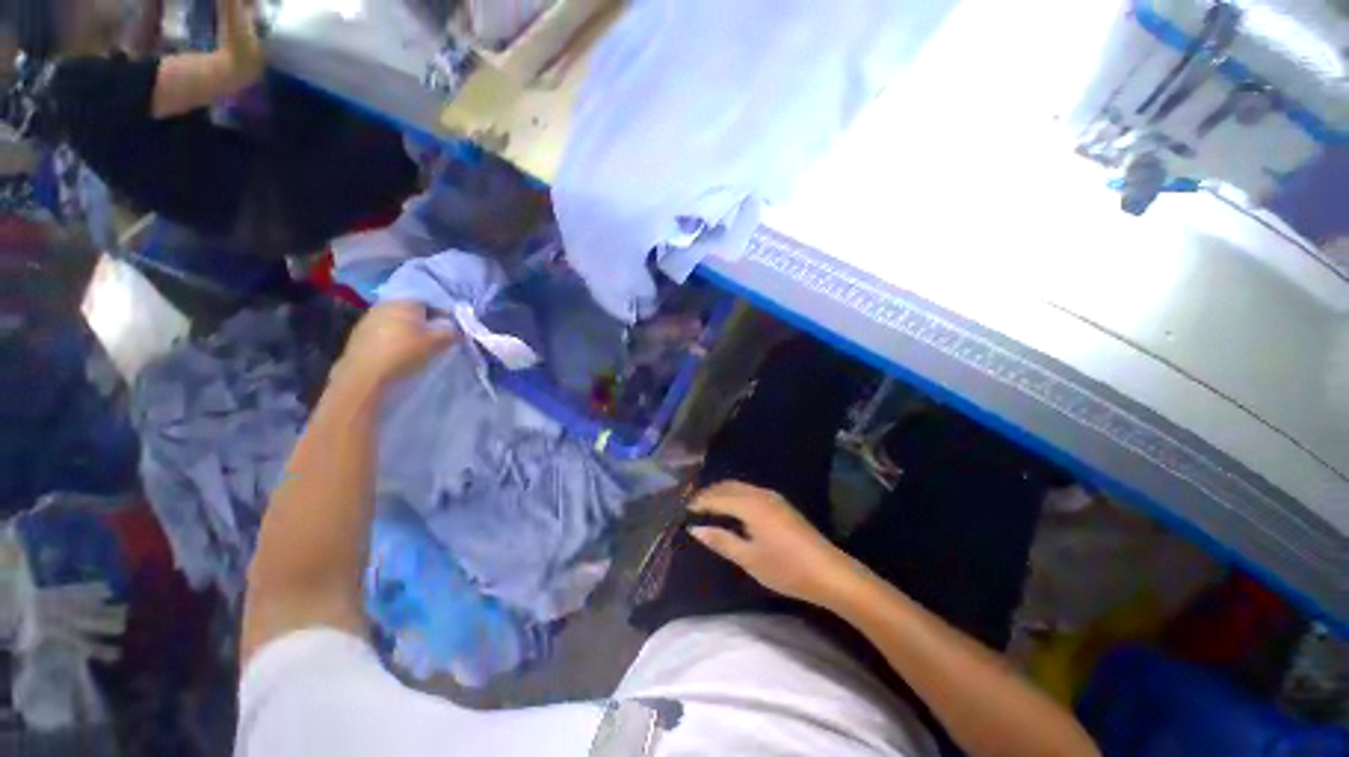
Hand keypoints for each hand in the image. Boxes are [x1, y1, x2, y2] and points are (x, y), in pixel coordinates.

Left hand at [334, 303, 456, 389]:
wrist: (365, 372)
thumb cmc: (404, 352)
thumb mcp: (435, 344)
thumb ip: (451, 334)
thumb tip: (462, 331)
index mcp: (406, 303)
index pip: (430, 303)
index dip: (442, 314)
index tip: (450, 327)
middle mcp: (387, 304)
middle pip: (412, 311)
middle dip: (425, 321)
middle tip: (435, 336)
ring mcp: (370, 317)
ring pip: (397, 319)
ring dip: (408, 329)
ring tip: (417, 344)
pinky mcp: (360, 332)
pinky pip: (384, 329)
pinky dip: (394, 336)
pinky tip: (398, 349)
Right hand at [688, 482, 860, 606]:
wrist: (828, 572)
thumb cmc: (785, 568)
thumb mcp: (748, 558)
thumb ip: (720, 540)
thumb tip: (695, 528)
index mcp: (749, 504)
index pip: (717, 496)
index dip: (699, 502)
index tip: (684, 509)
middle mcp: (759, 493)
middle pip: (728, 486)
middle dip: (709, 493)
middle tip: (693, 506)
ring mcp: (772, 496)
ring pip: (740, 486)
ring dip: (722, 492)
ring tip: (709, 506)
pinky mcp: (780, 503)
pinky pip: (750, 491)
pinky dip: (735, 494)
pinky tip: (732, 508)